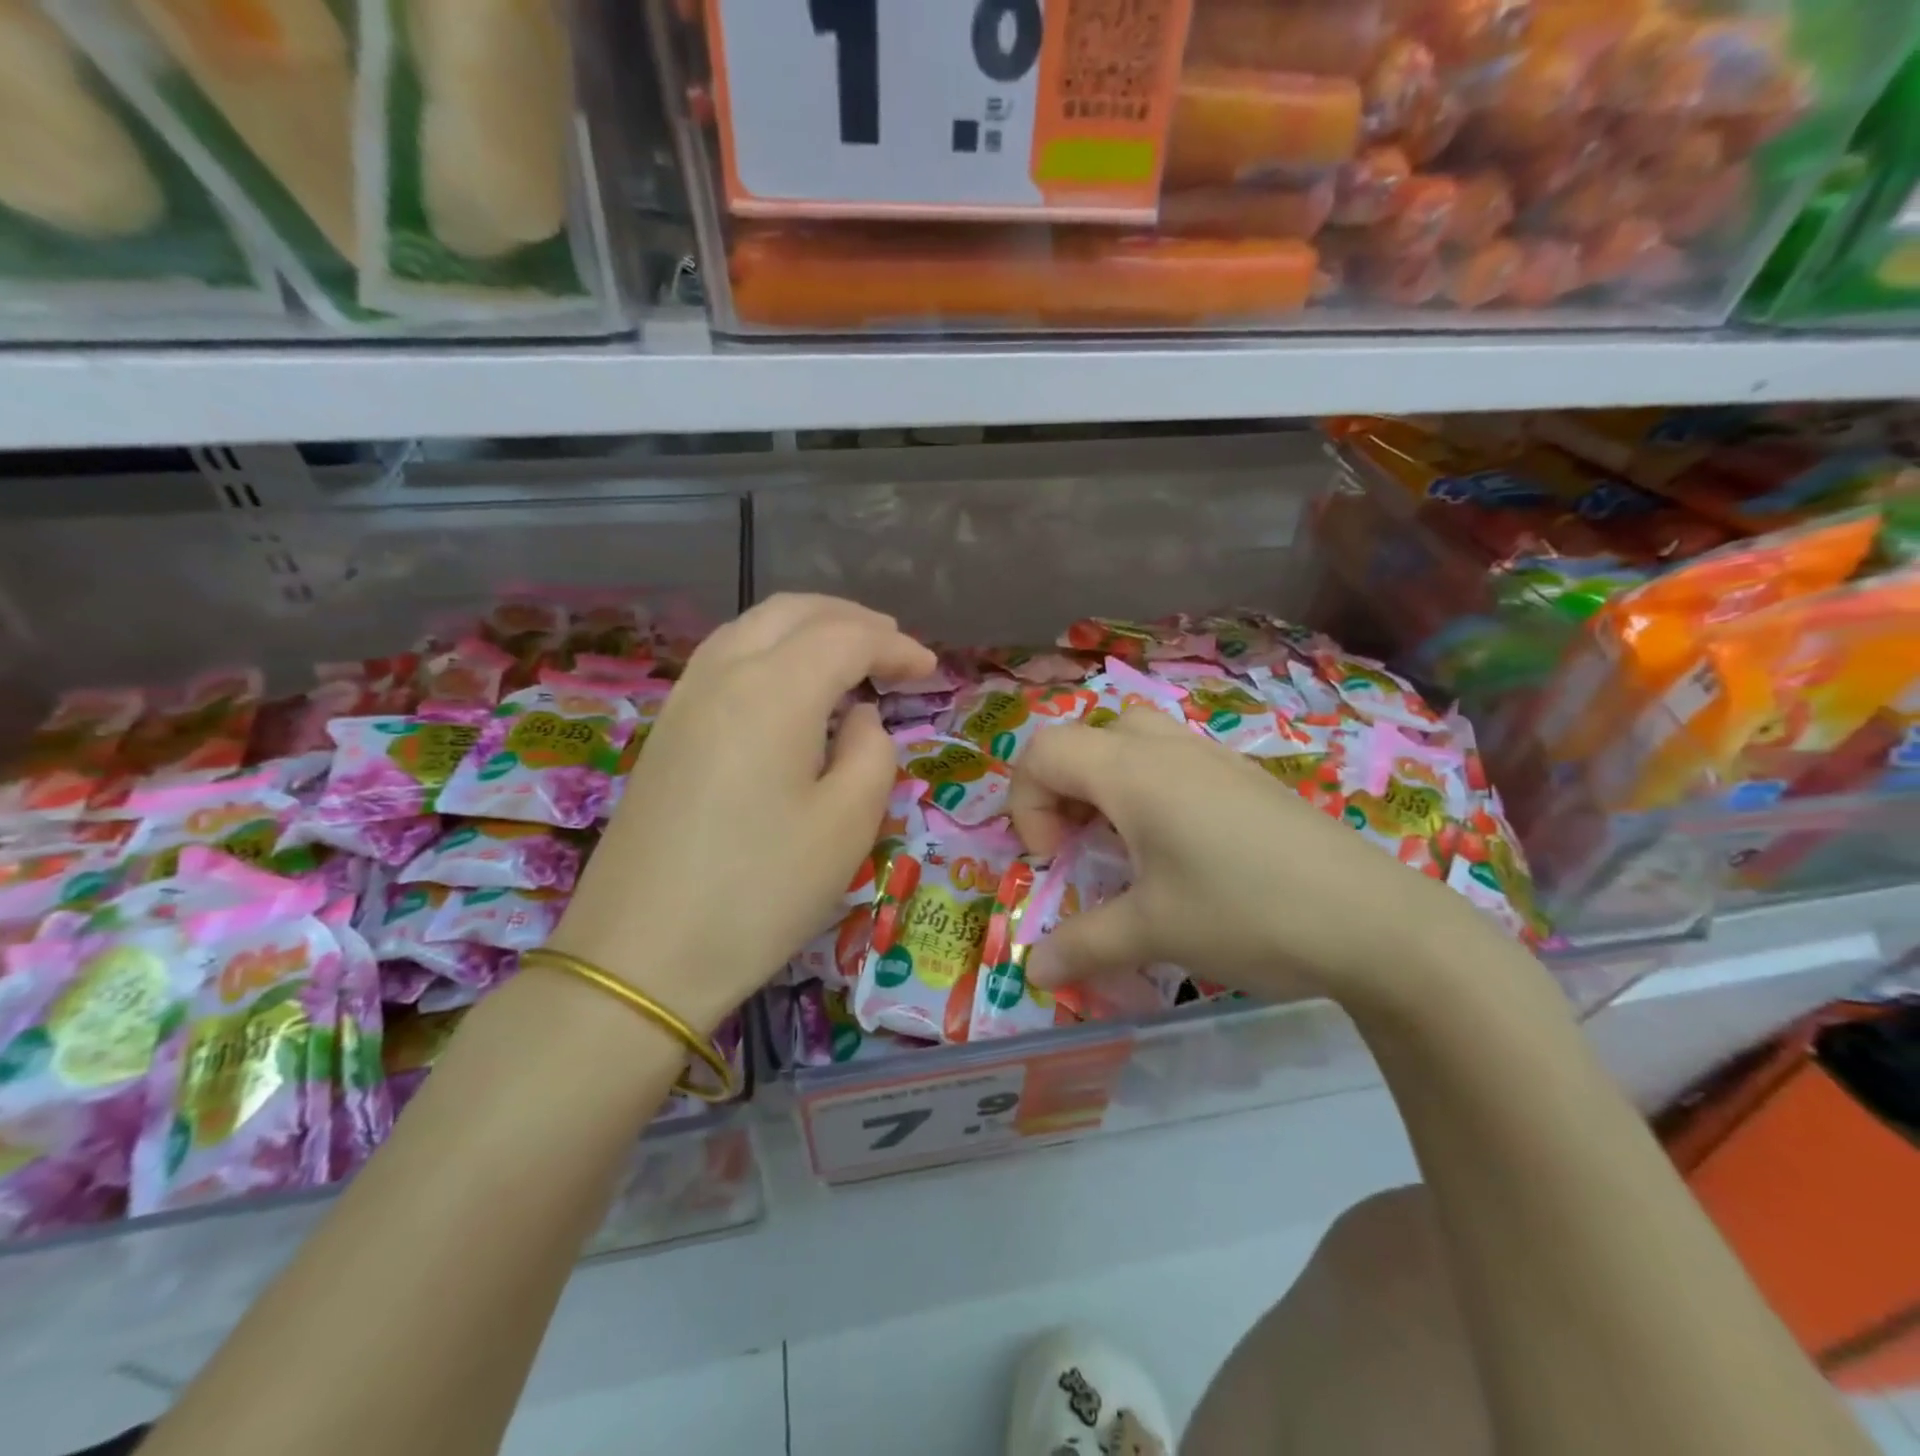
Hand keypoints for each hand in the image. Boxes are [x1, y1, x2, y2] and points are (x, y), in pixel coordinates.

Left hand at [551, 595, 934, 1030]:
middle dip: (851, 619)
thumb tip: (859, 718)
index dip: (896, 647)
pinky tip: (789, 687)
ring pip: (752, 628)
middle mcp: (723, 674)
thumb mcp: (847, 825)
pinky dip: (770, 651)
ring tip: (847, 653)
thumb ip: (873, 753)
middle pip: (792, 613)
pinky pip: (725, 660)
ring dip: (806, 628)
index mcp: (774, 690)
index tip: (931, 670)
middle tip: (893, 646)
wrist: (642, 954)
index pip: (847, 639)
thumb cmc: (761, 890)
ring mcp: (685, 699)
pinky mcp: (666, 731)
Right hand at [1008, 708, 1492, 1010]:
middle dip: (1063, 787)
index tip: (1053, 858)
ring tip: (1125, 842)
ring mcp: (1214, 758)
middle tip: (1080, 844)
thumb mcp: (1154, 932)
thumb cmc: (1246, 913)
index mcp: (1133, 772)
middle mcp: (1168, 749)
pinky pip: (1176, 759)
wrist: (1374, 921)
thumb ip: (1083, 945)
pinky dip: (1151, 789)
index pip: (1043, 750)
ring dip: (1107, 783)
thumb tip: (1035, 973)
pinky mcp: (1247, 778)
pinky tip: (1182, 848)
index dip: (1027, 802)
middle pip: (1086, 737)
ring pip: (1134, 739)